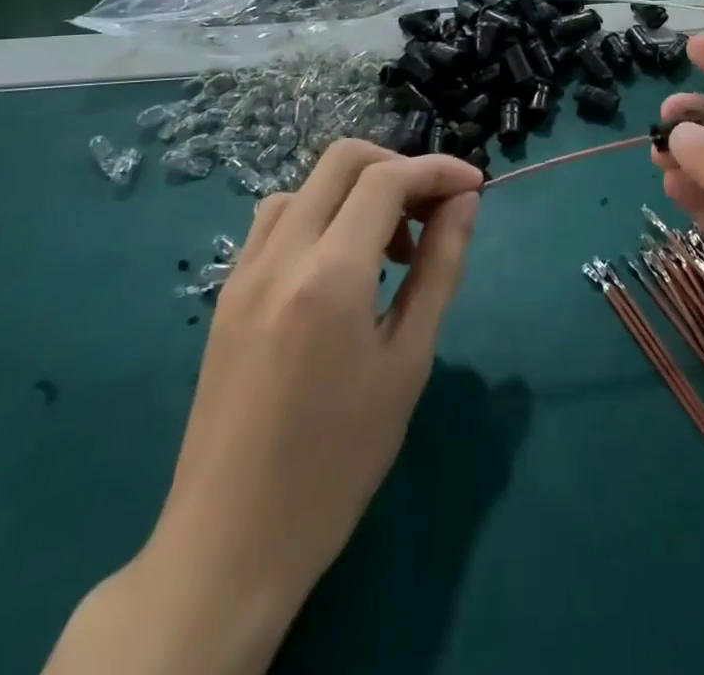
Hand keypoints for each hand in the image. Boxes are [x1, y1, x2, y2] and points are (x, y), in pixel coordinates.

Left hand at [45, 141, 483, 674]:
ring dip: (358, 191)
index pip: (388, 179)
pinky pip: (278, 220)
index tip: (476, 186)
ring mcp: (245, 271)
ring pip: (307, 185)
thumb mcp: (408, 362)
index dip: (439, 169)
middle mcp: (280, 255)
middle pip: (343, 160)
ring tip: (390, 248)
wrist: (230, 543)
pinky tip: (341, 266)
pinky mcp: (228, 292)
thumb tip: (465, 203)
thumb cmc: (338, 460)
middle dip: (400, 167)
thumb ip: (439, 268)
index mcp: (329, 276)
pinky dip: (322, 214)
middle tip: (434, 211)